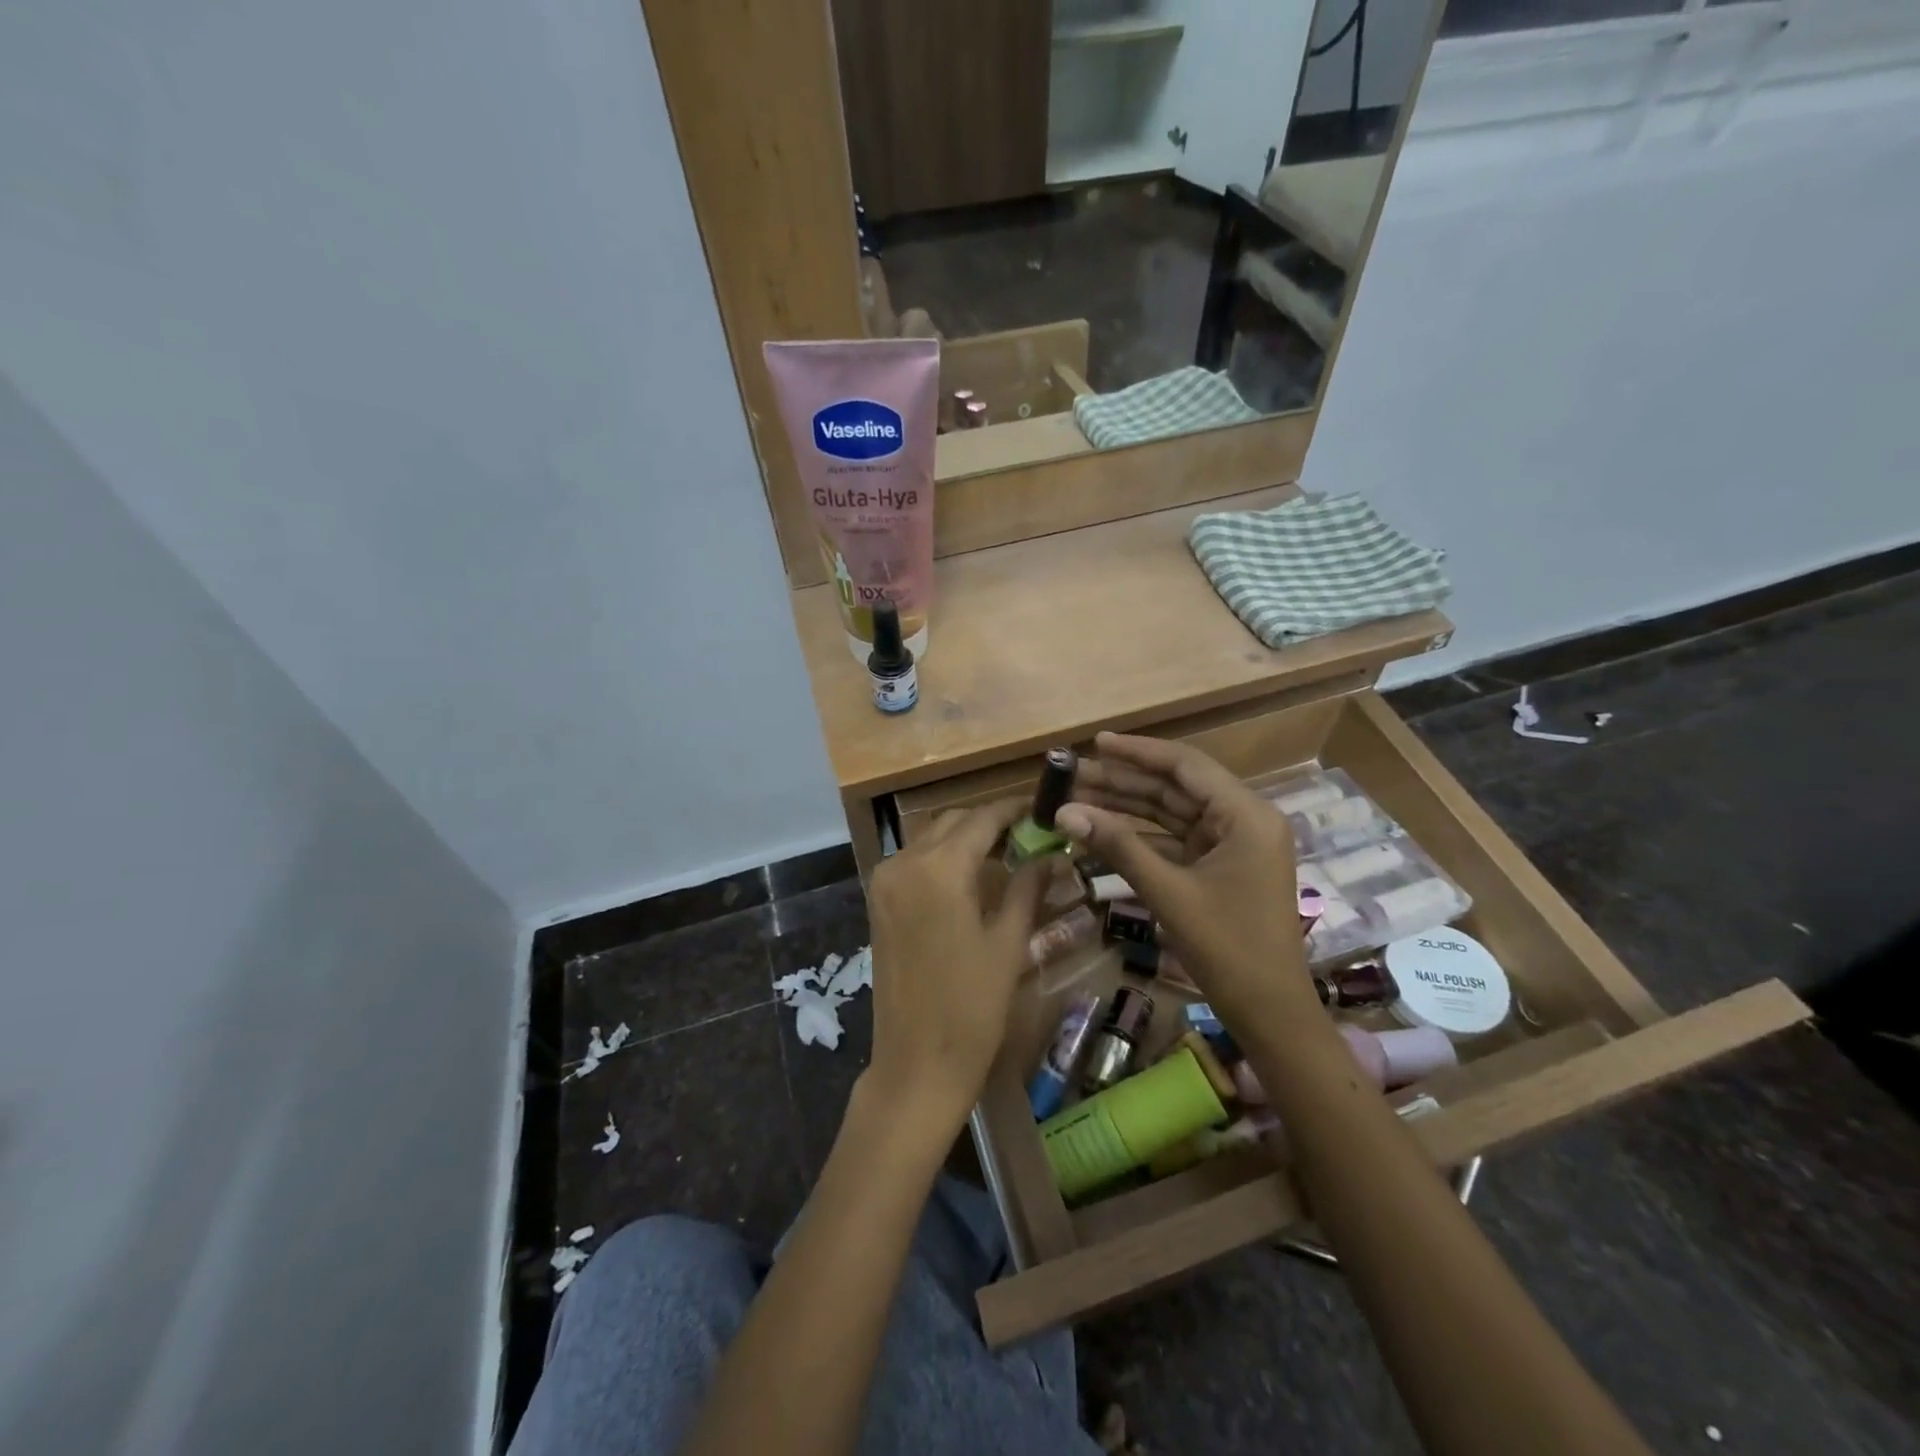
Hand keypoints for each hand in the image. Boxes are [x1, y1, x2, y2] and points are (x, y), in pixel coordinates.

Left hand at [863, 798, 1050, 1134]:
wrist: (916, 1064)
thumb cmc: (972, 1008)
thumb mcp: (1008, 943)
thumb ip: (1027, 887)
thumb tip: (1050, 853)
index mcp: (939, 869)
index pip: (982, 819)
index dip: (1014, 809)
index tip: (1043, 806)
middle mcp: (904, 863)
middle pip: (953, 822)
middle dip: (990, 822)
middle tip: (1030, 833)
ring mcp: (885, 882)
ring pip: (931, 838)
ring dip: (966, 838)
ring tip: (1007, 853)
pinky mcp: (878, 901)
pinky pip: (915, 861)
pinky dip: (943, 858)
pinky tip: (972, 875)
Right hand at [1056, 733, 1315, 1031]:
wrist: (1270, 1012)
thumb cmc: (1227, 948)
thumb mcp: (1168, 892)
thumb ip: (1117, 846)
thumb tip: (1064, 812)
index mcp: (1246, 814)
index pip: (1186, 766)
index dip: (1138, 752)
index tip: (1095, 743)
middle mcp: (1244, 819)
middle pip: (1176, 787)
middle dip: (1124, 781)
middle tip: (1073, 775)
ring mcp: (1233, 844)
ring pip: (1173, 812)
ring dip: (1128, 806)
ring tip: (1078, 797)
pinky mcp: (1220, 866)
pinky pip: (1176, 838)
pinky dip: (1141, 834)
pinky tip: (1103, 829)